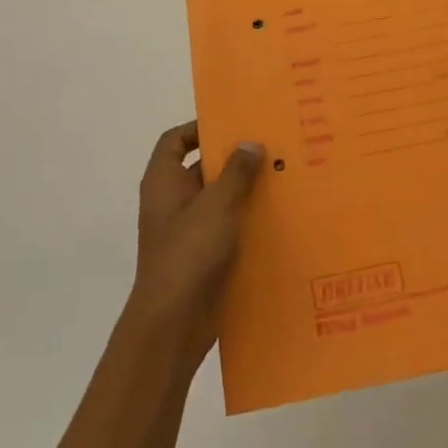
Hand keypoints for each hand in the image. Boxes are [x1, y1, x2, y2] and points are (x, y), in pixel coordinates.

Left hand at [128, 122, 263, 369]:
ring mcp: (186, 230)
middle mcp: (172, 202)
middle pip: (200, 168)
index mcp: (163, 182)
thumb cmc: (188, 253)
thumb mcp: (216, 205)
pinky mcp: (202, 256)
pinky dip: (246, 220)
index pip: (175, 140)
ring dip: (245, 190)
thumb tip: (250, 143)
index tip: (234, 123)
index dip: (199, 127)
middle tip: (272, 146)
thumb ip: (235, 172)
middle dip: (233, 159)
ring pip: (218, 199)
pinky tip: (278, 217)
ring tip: (283, 177)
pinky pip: (226, 227)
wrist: (173, 324)